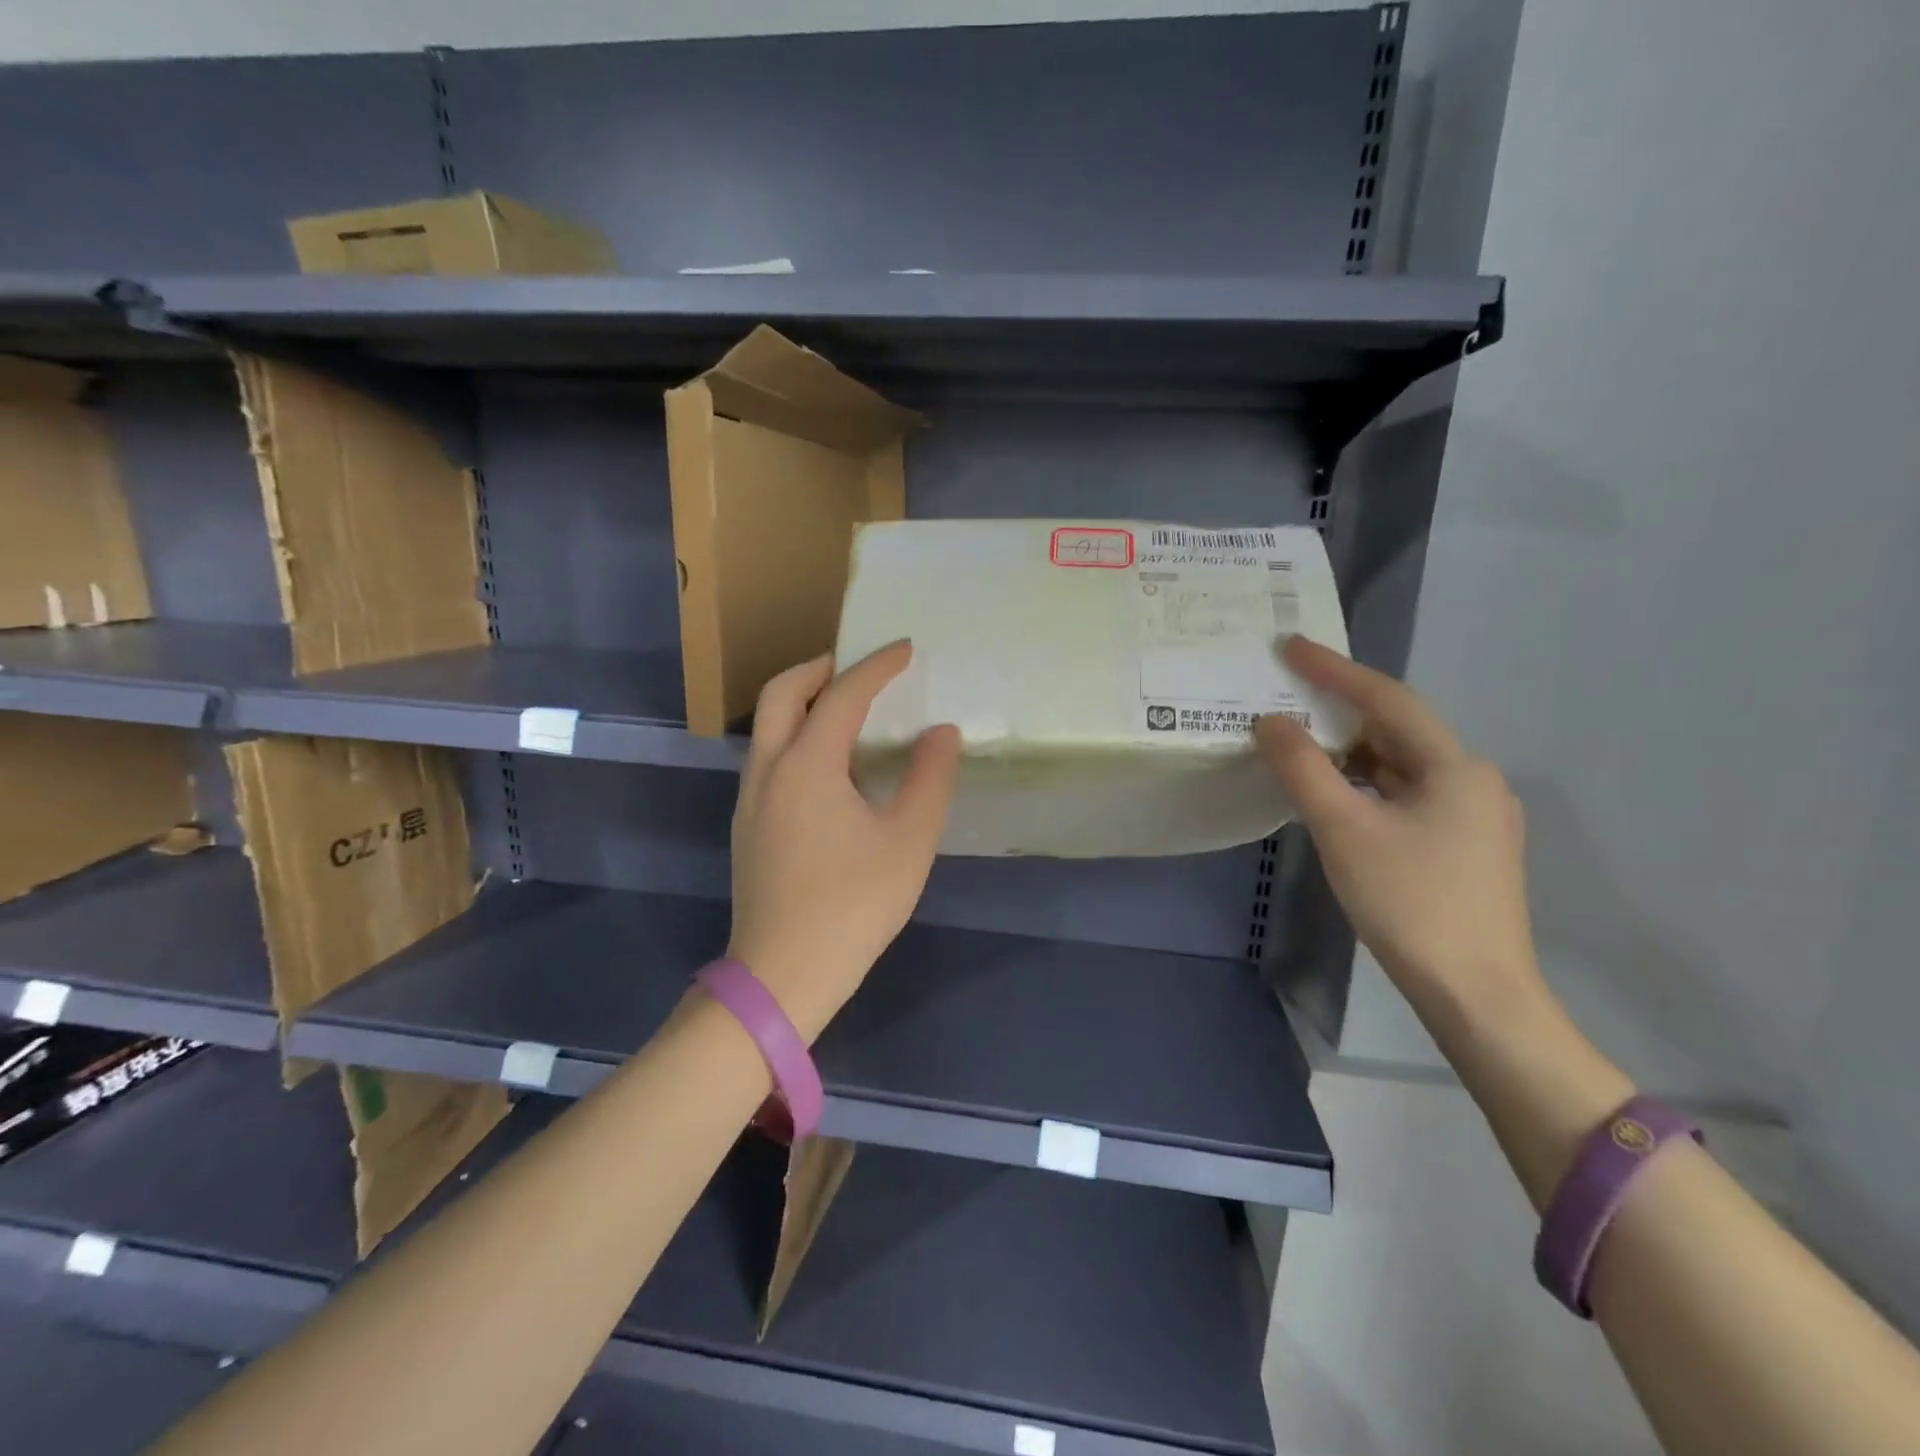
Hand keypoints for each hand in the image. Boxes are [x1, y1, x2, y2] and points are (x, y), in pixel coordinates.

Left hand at [726, 641, 961, 1041]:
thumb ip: (930, 779)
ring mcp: (750, 798)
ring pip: (767, 725)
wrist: (783, 974)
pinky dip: (793, 734)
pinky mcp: (747, 825)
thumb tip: (941, 733)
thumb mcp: (909, 841)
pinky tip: (825, 763)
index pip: (842, 695)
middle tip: (858, 666)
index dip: (876, 666)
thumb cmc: (852, 905)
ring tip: (843, 707)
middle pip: (783, 693)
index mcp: (807, 764)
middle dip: (820, 668)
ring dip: (801, 701)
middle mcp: (769, 769)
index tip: (905, 649)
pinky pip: (766, 755)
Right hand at [1255, 637, 1545, 1043]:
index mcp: (1455, 766)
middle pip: (1396, 730)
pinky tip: (1334, 795)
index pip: (1387, 699)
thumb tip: (1270, 721)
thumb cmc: (1411, 903)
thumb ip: (1303, 769)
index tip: (1289, 646)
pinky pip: (1404, 795)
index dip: (1334, 669)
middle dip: (1339, 711)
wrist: (1477, 994)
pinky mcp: (1462, 847)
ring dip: (1349, 752)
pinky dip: (1365, 785)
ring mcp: (1472, 816)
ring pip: (1399, 765)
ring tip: (1299, 744)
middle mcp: (1472, 780)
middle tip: (1286, 696)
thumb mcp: (1345, 830)